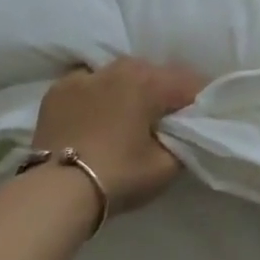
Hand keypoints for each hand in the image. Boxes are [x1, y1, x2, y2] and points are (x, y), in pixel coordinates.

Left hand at [31, 58, 205, 215]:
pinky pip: (88, 83)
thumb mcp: (165, 167)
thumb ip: (183, 142)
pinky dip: (97, 94)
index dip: (200, 99)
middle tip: (168, 115)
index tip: (203, 115)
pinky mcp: (57, 89)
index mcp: (149, 82)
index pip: (187, 83)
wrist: (56, 191)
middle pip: (153, 73)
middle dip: (164, 91)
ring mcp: (84, 76)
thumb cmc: (119, 175)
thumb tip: (184, 132)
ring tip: (130, 112)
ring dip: (130, 88)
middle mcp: (118, 69)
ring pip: (118, 74)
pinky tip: (97, 112)